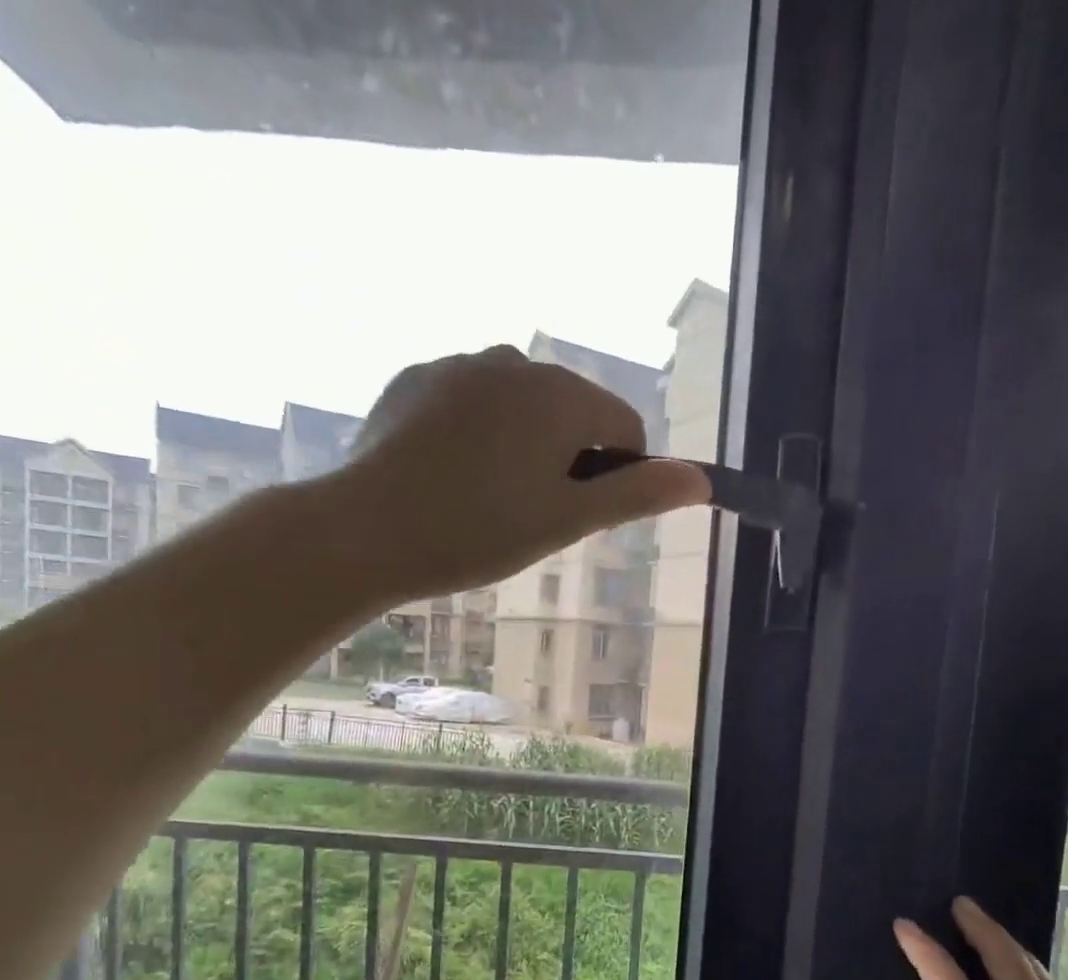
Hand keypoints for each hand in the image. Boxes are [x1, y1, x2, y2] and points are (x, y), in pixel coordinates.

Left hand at [339, 345, 709, 599]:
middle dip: (568, 460)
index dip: (617, 476)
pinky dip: (477, 434)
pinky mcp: (416, 379)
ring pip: (522, 407)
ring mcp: (459, 364)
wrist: (366, 530)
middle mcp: (515, 360)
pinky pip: (472, 403)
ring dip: (524, 446)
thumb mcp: (567, 520)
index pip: (625, 427)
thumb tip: (701, 480)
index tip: (578, 517)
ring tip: (487, 500)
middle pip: (573, 413)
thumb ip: (636, 495)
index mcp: (560, 393)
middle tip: (529, 516)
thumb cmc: (479, 531)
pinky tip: (448, 477)